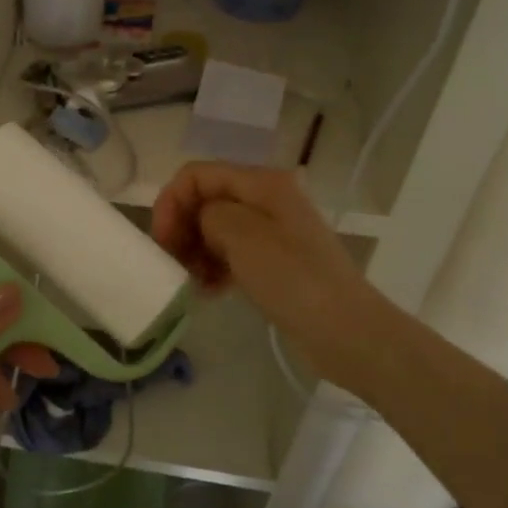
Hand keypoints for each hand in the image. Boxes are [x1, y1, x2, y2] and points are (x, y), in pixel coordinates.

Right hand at [151, 162, 375, 379]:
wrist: (347, 332)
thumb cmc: (293, 279)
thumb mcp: (243, 236)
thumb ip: (209, 214)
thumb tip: (202, 222)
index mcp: (262, 183)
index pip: (197, 175)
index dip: (172, 201)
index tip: (161, 241)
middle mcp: (266, 199)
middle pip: (205, 200)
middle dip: (182, 227)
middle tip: (173, 264)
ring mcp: (271, 232)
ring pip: (214, 229)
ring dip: (195, 251)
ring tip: (192, 281)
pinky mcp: (273, 262)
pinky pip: (229, 254)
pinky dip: (213, 267)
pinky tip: (209, 291)